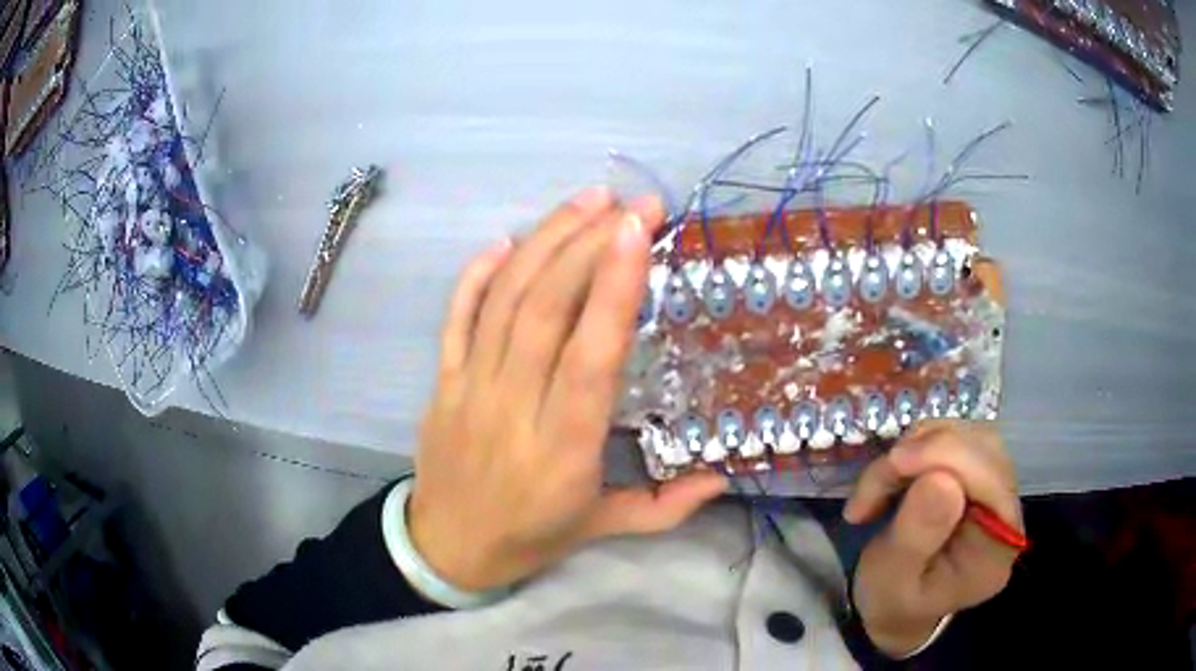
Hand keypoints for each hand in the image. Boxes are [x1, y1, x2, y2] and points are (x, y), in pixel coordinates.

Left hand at [408, 188, 727, 592]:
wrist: (446, 547)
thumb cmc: (530, 537)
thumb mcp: (603, 529)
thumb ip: (666, 507)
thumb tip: (725, 475)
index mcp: (562, 449)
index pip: (589, 357)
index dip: (612, 290)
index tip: (636, 232)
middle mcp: (513, 408)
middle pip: (544, 311)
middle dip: (588, 245)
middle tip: (631, 204)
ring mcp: (469, 387)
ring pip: (504, 301)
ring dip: (545, 242)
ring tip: (587, 201)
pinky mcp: (443, 380)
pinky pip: (456, 317)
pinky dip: (478, 273)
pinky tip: (508, 240)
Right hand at [843, 420, 1021, 657]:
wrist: (895, 607)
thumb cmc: (890, 602)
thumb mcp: (889, 582)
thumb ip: (916, 537)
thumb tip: (942, 477)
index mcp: (996, 550)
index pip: (991, 482)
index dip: (947, 457)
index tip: (892, 463)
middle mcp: (1007, 513)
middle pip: (983, 450)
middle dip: (925, 452)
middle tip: (875, 482)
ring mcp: (996, 491)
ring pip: (969, 435)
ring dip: (918, 447)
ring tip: (881, 482)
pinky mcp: (979, 476)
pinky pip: (956, 438)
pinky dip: (918, 446)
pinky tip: (896, 473)